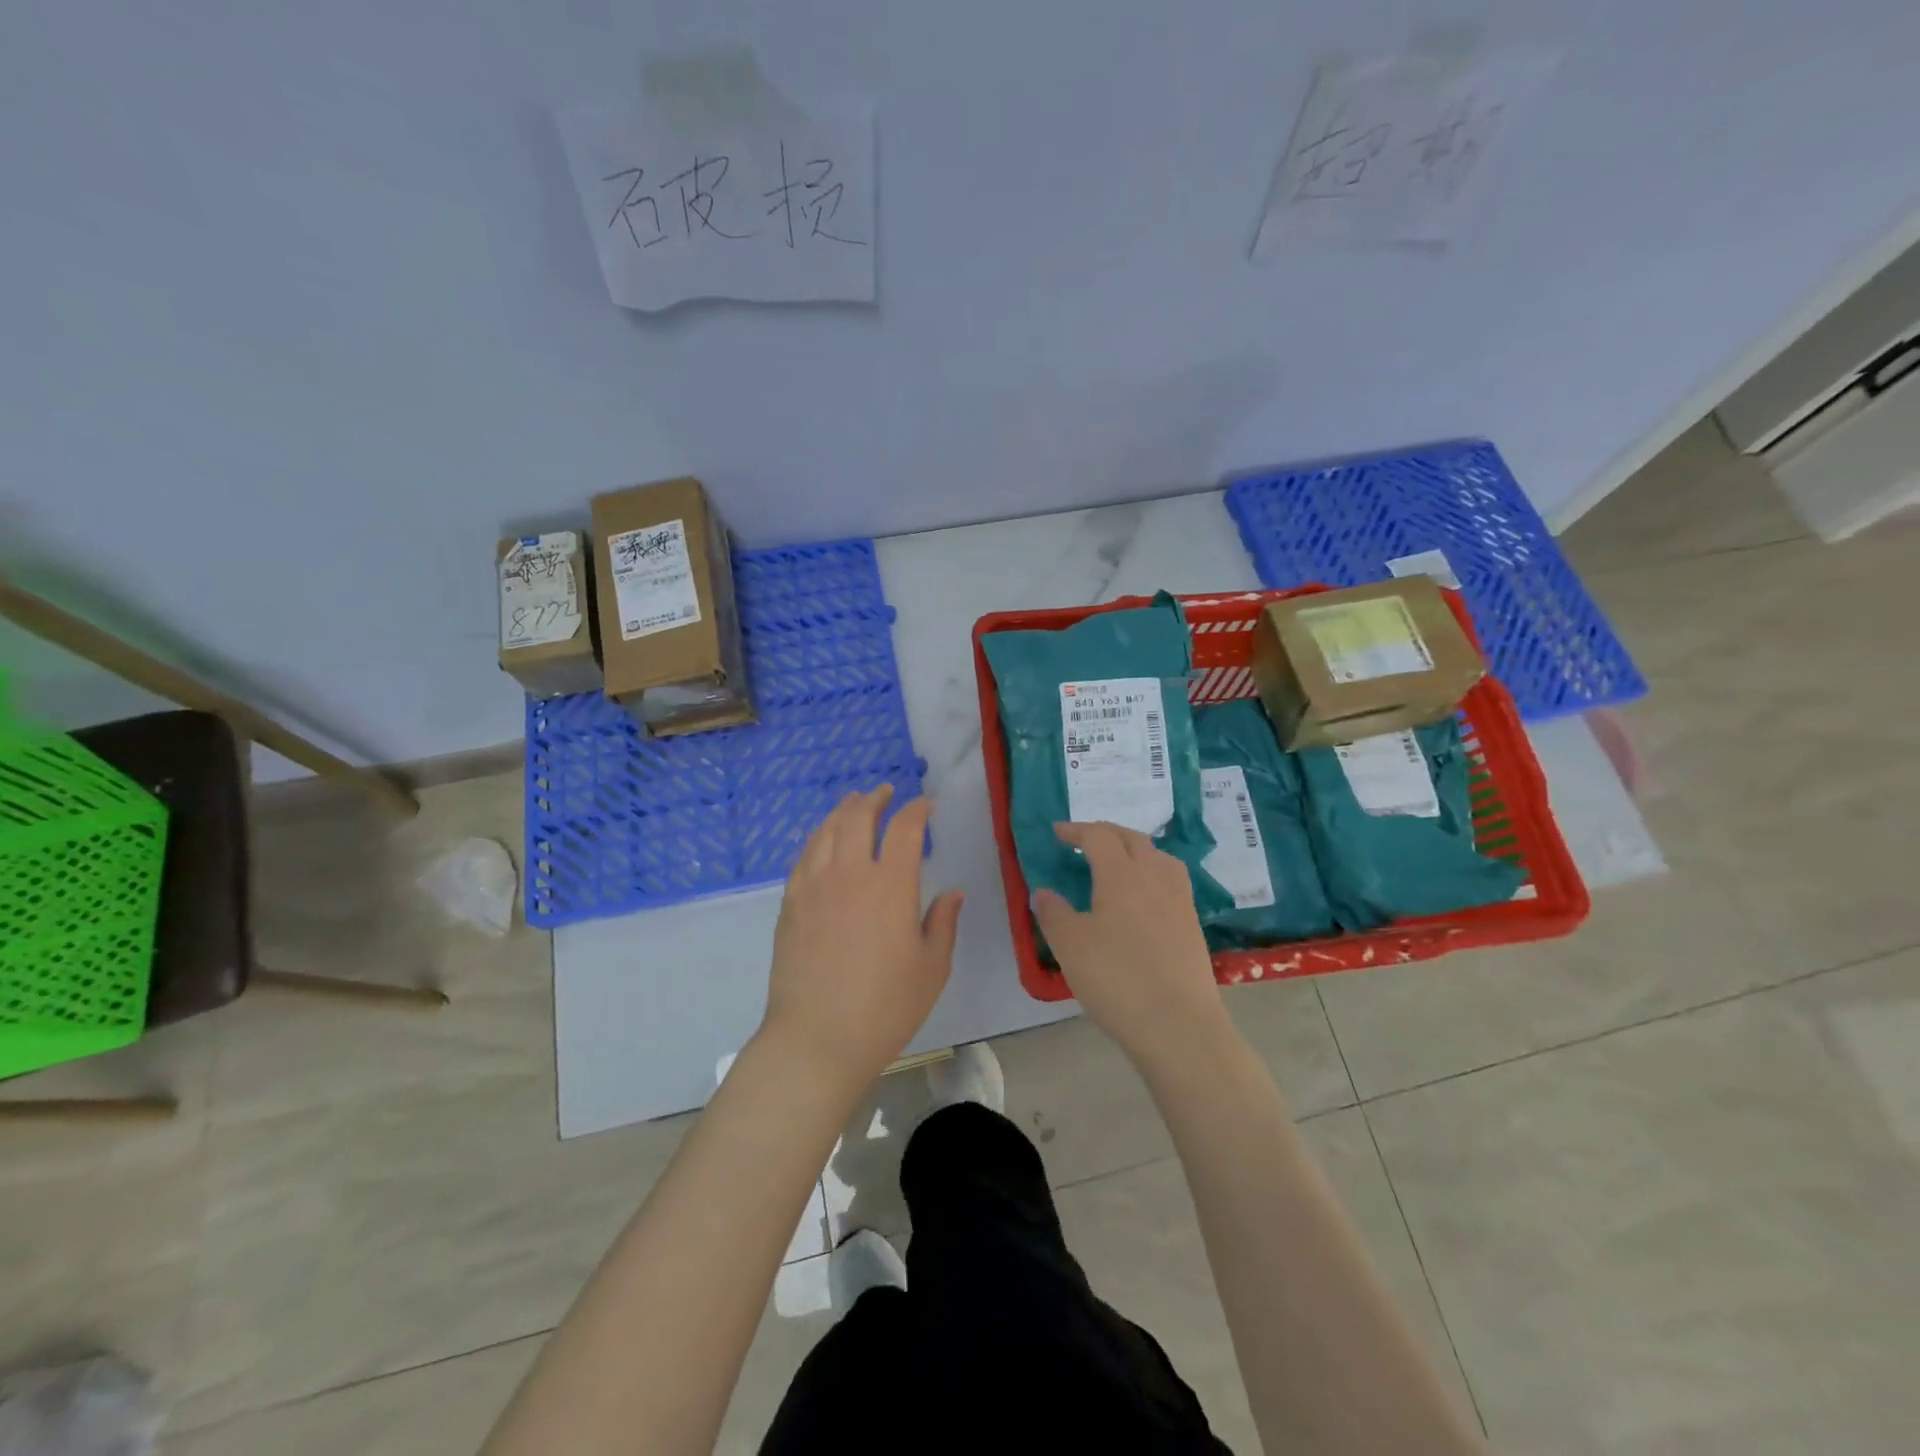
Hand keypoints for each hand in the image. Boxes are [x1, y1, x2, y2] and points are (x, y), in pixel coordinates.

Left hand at [759, 786, 962, 1093]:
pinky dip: (817, 837)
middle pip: (859, 817)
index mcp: (891, 886)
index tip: (925, 805)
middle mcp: (851, 874)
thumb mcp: (931, 969)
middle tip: (885, 791)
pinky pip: (804, 856)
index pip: (905, 829)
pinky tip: (823, 840)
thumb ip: (943, 923)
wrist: (817, 1039)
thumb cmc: (885, 1008)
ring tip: (853, 803)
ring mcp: (815, 887)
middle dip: (874, 799)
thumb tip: (952, 892)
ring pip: (827, 831)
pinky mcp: (791, 904)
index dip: (916, 810)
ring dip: (843, 810)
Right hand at [1031, 821, 1226, 1064]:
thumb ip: (1053, 913)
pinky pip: (1171, 880)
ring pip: (1158, 856)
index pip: (1098, 836)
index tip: (1057, 833)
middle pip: (1132, 838)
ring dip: (1134, 849)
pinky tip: (1144, 896)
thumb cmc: (1117, 979)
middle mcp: (1154, 877)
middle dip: (1105, 833)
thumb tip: (1043, 892)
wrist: (1178, 1025)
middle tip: (1083, 841)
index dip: (1075, 830)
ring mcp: (1179, 900)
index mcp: (1121, 875)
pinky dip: (1152, 872)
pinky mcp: (1192, 924)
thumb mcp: (1070, 946)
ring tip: (1118, 862)